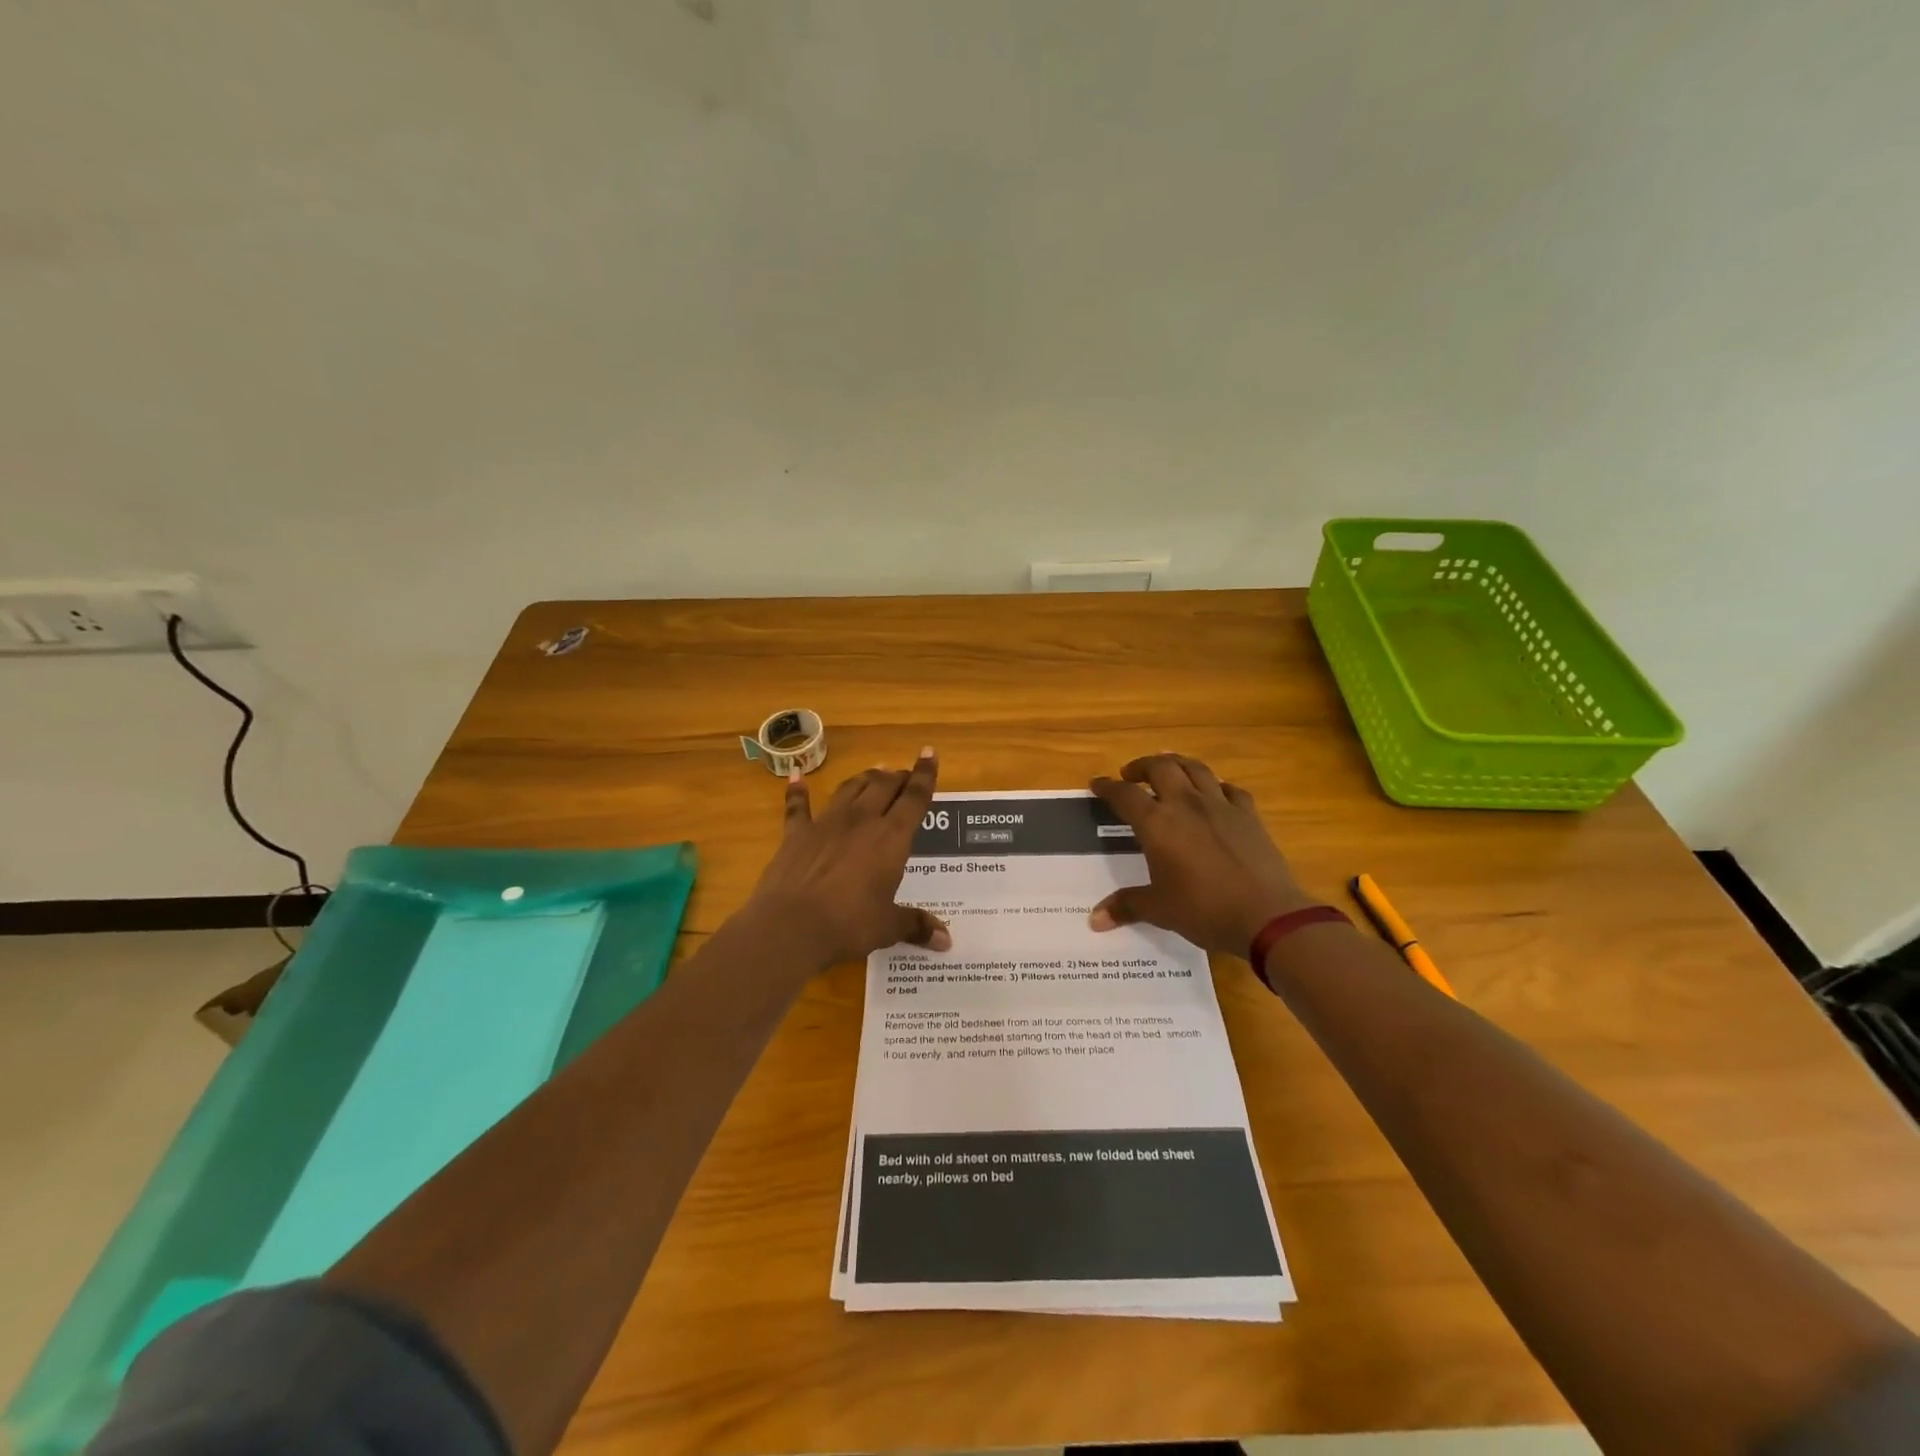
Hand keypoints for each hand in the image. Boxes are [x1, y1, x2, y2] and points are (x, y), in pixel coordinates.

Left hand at [745, 749, 951, 968]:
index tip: (928, 753)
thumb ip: (916, 926)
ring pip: (850, 788)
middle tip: (904, 775)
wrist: (791, 926)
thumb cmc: (849, 924)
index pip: (915, 798)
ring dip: (864, 778)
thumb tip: (947, 941)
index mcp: (891, 838)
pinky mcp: (796, 833)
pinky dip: (798, 791)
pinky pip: (798, 806)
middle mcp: (862, 820)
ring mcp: (826, 823)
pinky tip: (797, 776)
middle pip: (883, 786)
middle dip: (897, 777)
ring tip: (874, 773)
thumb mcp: (888, 927)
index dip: (925, 775)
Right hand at [1088, 753, 1316, 956]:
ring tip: (1169, 771)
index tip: (1097, 784)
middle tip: (1132, 774)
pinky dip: (1217, 786)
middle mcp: (1186, 804)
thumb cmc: (1203, 910)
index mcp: (1157, 824)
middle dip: (1142, 766)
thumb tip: (1095, 919)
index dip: (1107, 787)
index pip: (1124, 795)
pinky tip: (1215, 794)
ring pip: (1196, 768)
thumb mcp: (1159, 910)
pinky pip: (1230, 789)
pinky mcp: (1249, 815)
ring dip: (1177, 764)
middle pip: (1161, 767)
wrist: (1266, 915)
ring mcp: (1221, 805)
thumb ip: (1126, 906)